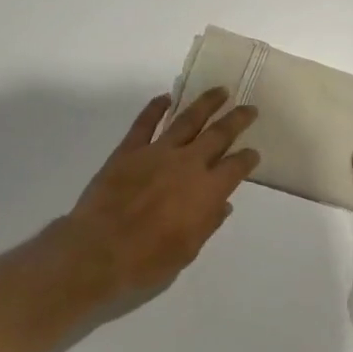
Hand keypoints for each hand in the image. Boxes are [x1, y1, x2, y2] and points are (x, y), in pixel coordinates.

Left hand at [54, 89, 259, 303]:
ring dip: (206, 103)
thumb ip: (207, 223)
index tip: (253, 152)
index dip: (247, 158)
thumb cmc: (147, 260)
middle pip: (219, 134)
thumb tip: (223, 204)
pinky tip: (166, 97)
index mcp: (207, 191)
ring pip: (187, 119)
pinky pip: (145, 122)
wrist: (99, 251)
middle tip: (249, 108)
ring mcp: (157, 152)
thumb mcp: (188, 250)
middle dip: (237, 119)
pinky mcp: (130, 149)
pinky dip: (156, 107)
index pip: (236, 167)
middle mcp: (188, 163)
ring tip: (219, 91)